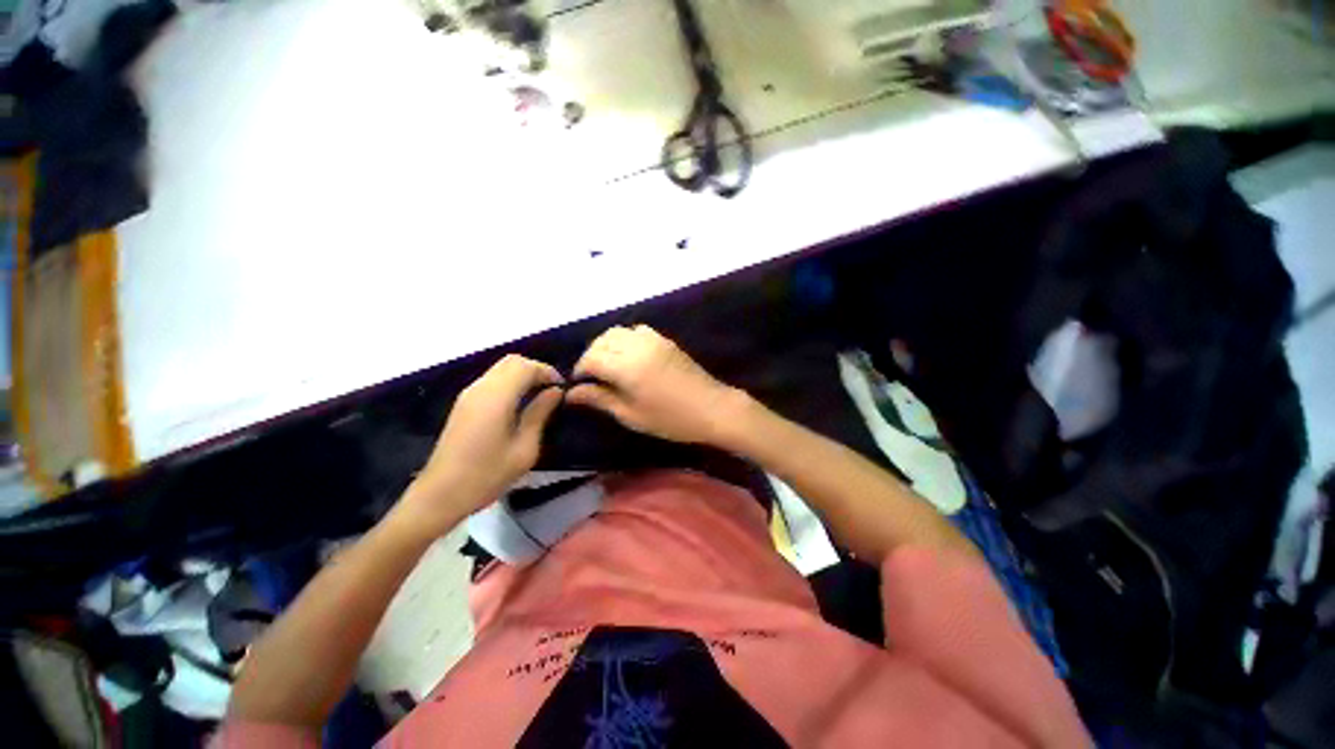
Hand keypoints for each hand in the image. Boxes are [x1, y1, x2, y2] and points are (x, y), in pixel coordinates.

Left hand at [397, 355, 563, 536]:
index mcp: (496, 397)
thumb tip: (555, 392)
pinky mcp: (464, 404)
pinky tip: (521, 403)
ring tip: (541, 395)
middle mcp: (480, 388)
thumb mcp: (524, 448)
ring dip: (523, 375)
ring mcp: (469, 394)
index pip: (525, 366)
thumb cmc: (487, 475)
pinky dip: (511, 382)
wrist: (440, 495)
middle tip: (553, 389)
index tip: (563, 387)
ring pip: (501, 368)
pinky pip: (492, 380)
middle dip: (536, 369)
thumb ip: (540, 414)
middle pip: (512, 361)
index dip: (547, 371)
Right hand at [566, 325, 741, 444]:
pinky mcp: (665, 340)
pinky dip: (625, 339)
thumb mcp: (631, 415)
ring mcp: (653, 339)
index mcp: (626, 367)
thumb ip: (600, 399)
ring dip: (606, 345)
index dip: (580, 370)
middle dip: (591, 356)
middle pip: (602, 341)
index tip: (579, 385)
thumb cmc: (670, 419)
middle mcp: (636, 346)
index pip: (591, 359)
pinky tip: (629, 356)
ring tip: (608, 366)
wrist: (712, 408)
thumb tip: (571, 394)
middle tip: (591, 377)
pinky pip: (636, 331)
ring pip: (618, 332)